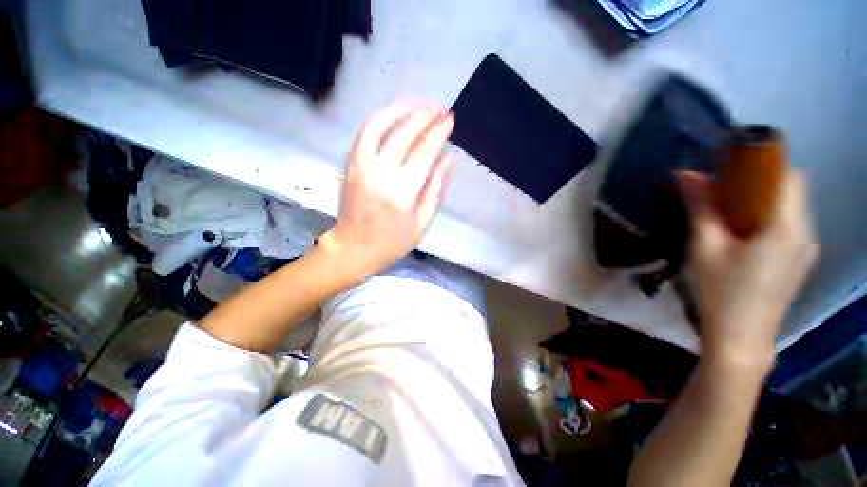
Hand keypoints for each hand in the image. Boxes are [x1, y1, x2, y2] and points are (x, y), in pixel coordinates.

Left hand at [318, 103, 455, 281]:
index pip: (423, 153)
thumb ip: (436, 189)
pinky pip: (365, 133)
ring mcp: (360, 166)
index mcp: (401, 194)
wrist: (352, 249)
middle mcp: (379, 174)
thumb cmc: (392, 243)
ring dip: (402, 109)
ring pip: (381, 125)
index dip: (438, 133)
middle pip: (404, 134)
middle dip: (425, 116)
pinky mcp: (350, 164)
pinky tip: (396, 114)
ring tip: (421, 104)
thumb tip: (448, 159)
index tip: (450, 120)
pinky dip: (382, 118)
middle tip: (441, 109)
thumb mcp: (422, 223)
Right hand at [678, 170, 818, 372]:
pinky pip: (788, 224)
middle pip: (790, 188)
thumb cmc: (720, 293)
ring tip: (727, 212)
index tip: (730, 164)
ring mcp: (805, 248)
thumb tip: (685, 173)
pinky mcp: (798, 260)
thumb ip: (700, 207)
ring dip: (761, 199)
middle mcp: (805, 232)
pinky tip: (741, 234)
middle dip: (757, 180)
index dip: (762, 162)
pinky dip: (766, 216)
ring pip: (790, 206)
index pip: (787, 175)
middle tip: (721, 190)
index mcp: (787, 228)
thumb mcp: (705, 248)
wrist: (740, 339)